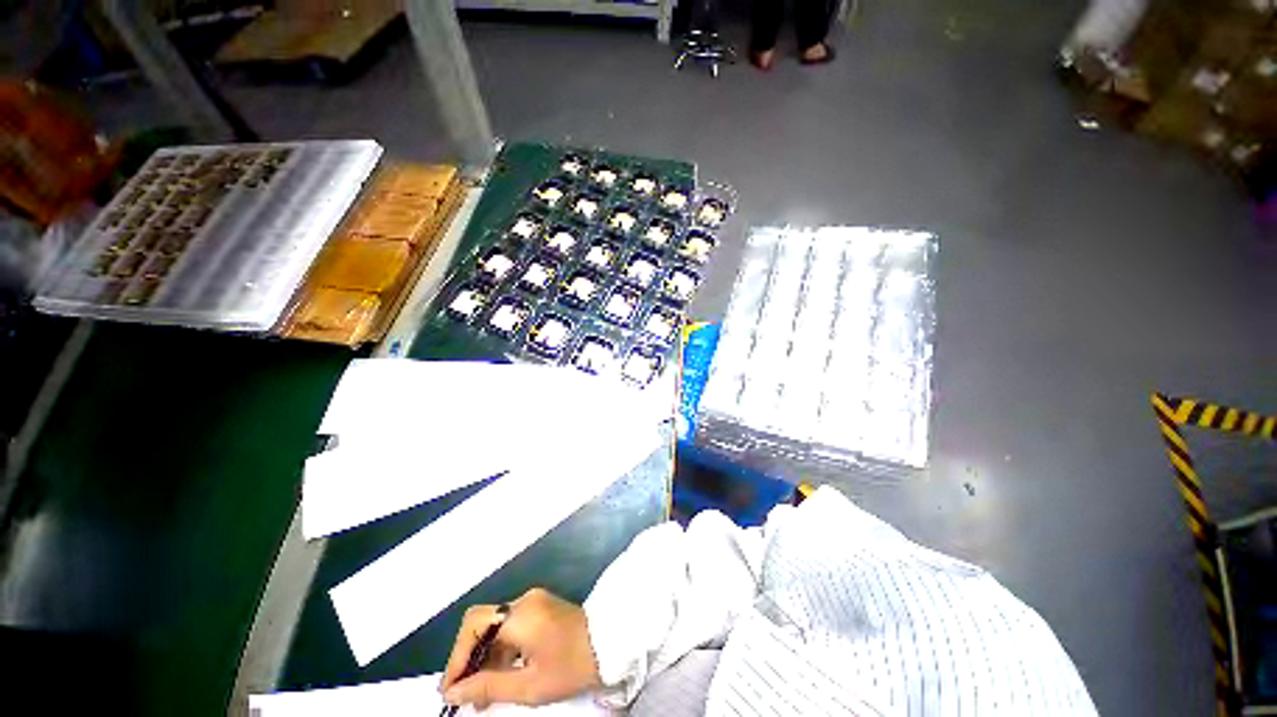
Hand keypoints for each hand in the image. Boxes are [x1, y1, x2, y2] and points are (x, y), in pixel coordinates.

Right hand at [441, 588, 601, 708]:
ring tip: (479, 696)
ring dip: (484, 659)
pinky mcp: (540, 608)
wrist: (610, 643)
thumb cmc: (571, 666)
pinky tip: (500, 677)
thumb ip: (488, 686)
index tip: (449, 691)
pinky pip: (510, 627)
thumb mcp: (529, 685)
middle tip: (462, 695)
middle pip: (482, 625)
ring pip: (495, 628)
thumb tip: (452, 693)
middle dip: (468, 660)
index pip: (474, 627)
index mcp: (520, 614)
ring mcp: (533, 602)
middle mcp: (523, 601)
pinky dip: (500, 651)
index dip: (456, 658)